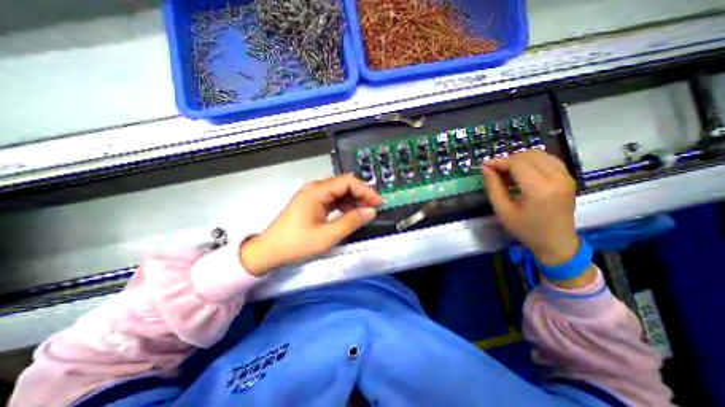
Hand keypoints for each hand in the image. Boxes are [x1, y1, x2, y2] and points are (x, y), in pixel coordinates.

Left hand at [240, 176, 383, 276]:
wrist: (269, 252)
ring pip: (340, 193)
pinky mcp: (313, 204)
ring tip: (364, 213)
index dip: (365, 191)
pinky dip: (345, 206)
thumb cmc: (296, 244)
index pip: (347, 182)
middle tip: (374, 208)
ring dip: (354, 201)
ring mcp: (313, 196)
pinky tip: (350, 216)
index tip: (378, 203)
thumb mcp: (327, 236)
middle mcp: (315, 189)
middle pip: (344, 185)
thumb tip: (371, 211)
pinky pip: (333, 200)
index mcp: (317, 191)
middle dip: (361, 195)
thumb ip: (351, 222)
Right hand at [481, 151, 578, 264]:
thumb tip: (485, 168)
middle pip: (528, 156)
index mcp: (540, 189)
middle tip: (494, 171)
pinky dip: (531, 162)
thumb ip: (493, 186)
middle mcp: (557, 178)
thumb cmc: (526, 229)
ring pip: (539, 154)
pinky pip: (547, 160)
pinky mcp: (568, 177)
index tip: (484, 166)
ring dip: (519, 159)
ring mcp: (566, 176)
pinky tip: (521, 173)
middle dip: (508, 160)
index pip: (518, 163)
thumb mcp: (502, 210)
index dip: (499, 162)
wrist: (556, 242)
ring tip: (506, 172)